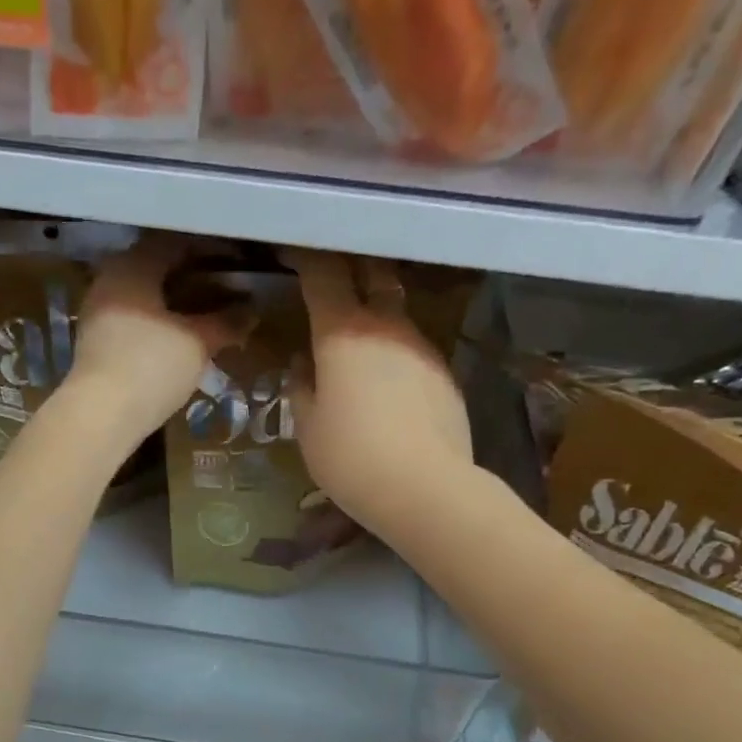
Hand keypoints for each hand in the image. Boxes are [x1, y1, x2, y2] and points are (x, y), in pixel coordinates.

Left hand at [64, 235, 244, 450]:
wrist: (101, 416)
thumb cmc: (152, 366)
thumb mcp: (197, 344)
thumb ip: (225, 323)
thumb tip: (251, 313)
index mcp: (133, 265)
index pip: (176, 243)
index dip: (209, 251)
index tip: (235, 264)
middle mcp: (110, 279)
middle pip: (156, 269)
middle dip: (191, 278)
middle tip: (223, 291)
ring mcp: (98, 312)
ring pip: (143, 297)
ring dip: (173, 304)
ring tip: (205, 318)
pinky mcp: (95, 343)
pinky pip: (132, 320)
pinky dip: (157, 324)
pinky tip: (177, 340)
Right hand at [285, 248, 471, 535]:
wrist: (424, 487)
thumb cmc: (350, 457)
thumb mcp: (308, 428)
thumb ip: (302, 389)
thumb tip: (304, 367)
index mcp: (341, 332)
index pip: (323, 275)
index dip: (308, 259)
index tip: (296, 253)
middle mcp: (385, 325)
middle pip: (372, 275)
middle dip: (353, 268)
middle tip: (335, 276)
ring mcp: (421, 346)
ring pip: (396, 314)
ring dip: (377, 316)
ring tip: (360, 341)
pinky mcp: (445, 373)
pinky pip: (413, 350)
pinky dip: (397, 354)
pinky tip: (390, 385)